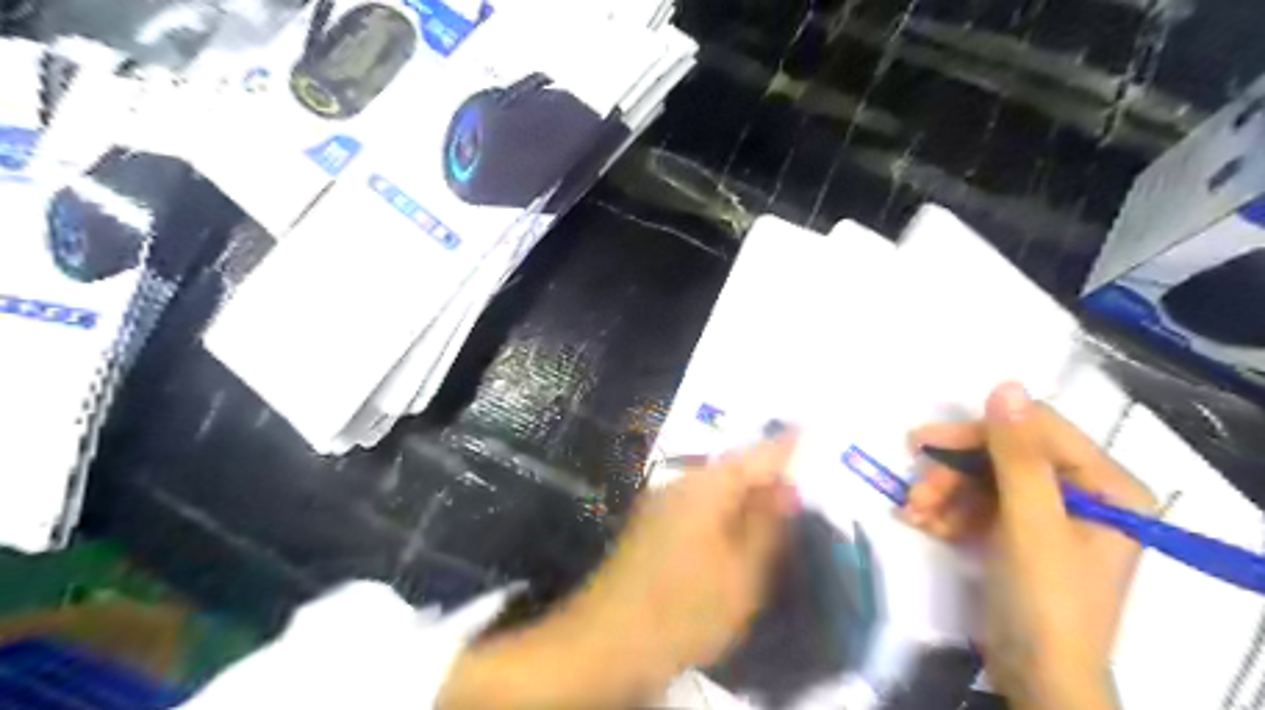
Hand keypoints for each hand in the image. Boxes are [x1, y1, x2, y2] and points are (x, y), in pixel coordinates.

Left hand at [439, 437, 787, 706]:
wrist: (606, 642)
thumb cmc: (683, 610)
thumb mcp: (741, 574)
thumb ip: (767, 525)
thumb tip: (787, 486)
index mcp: (706, 487)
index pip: (756, 455)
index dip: (784, 444)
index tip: (807, 427)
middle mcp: (680, 483)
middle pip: (733, 467)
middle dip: (765, 467)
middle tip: (799, 467)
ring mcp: (661, 502)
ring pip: (715, 486)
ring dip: (745, 489)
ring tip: (776, 494)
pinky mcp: (652, 525)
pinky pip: (700, 504)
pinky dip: (724, 508)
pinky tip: (737, 522)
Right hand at [910, 382, 1153, 709]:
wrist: (1036, 676)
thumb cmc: (1046, 600)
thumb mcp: (1030, 523)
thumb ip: (1017, 455)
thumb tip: (1006, 385)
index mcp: (1104, 485)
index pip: (1035, 431)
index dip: (978, 433)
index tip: (924, 442)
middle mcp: (1078, 492)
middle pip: (1002, 456)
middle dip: (953, 474)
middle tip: (915, 490)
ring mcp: (1045, 513)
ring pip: (981, 480)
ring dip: (942, 495)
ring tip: (913, 515)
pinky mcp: (1016, 532)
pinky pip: (976, 505)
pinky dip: (947, 513)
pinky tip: (922, 525)